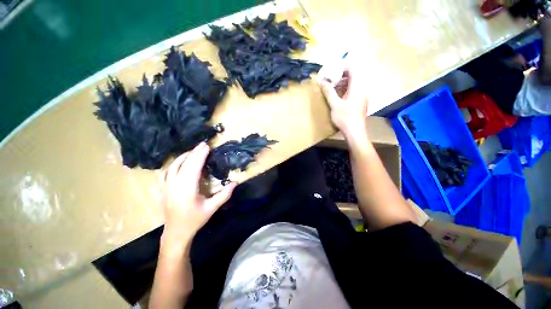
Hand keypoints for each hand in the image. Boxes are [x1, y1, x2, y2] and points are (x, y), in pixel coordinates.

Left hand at [161, 142, 235, 248]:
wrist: (176, 232)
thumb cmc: (195, 220)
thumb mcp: (212, 208)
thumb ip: (224, 195)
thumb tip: (235, 182)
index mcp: (187, 190)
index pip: (193, 168)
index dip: (200, 156)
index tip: (207, 147)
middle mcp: (174, 186)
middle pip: (184, 164)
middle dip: (194, 153)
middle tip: (203, 144)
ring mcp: (166, 187)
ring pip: (173, 167)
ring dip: (184, 156)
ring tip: (193, 151)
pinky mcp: (163, 189)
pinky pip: (166, 173)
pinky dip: (173, 164)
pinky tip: (179, 162)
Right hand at [319, 69, 368, 136]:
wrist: (355, 132)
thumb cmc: (345, 118)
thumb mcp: (334, 105)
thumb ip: (329, 92)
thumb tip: (322, 82)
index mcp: (357, 87)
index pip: (353, 69)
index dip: (343, 67)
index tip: (333, 71)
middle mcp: (362, 89)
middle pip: (354, 75)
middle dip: (342, 75)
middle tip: (331, 79)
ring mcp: (363, 96)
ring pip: (354, 83)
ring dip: (343, 83)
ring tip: (333, 87)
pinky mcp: (361, 101)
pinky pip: (355, 90)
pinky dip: (346, 89)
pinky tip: (338, 96)